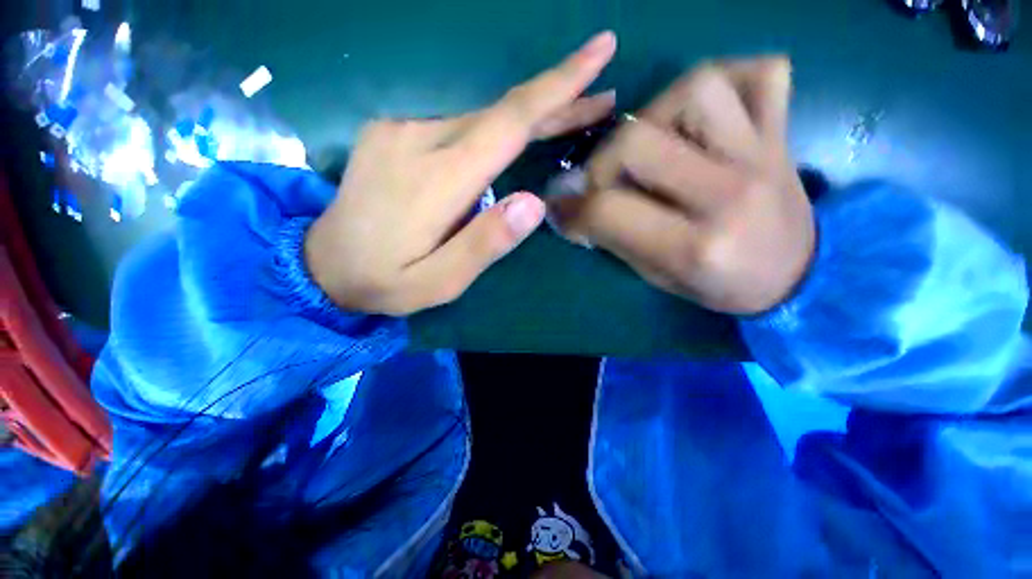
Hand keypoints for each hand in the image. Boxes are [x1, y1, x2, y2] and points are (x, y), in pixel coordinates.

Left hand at [306, 32, 617, 314]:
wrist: (322, 266)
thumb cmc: (385, 281)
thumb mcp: (440, 282)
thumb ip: (484, 245)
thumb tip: (533, 204)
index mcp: (435, 180)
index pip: (507, 122)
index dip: (556, 88)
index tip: (599, 51)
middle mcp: (418, 138)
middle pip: (501, 111)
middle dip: (555, 100)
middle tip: (601, 97)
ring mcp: (401, 128)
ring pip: (481, 112)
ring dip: (528, 115)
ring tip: (571, 114)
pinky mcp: (394, 131)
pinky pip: (458, 119)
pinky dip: (495, 123)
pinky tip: (514, 132)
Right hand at [548, 58, 813, 314]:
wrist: (797, 276)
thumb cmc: (720, 286)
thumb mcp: (656, 277)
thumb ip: (612, 239)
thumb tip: (568, 209)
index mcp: (694, 247)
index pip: (608, 210)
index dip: (572, 208)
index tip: (561, 209)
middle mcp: (728, 194)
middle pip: (637, 141)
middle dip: (601, 162)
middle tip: (601, 182)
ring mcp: (764, 154)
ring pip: (696, 88)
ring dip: (654, 113)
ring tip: (650, 144)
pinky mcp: (782, 132)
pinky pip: (760, 74)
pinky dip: (726, 79)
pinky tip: (702, 114)